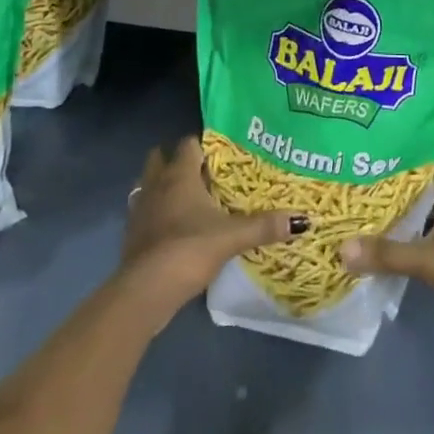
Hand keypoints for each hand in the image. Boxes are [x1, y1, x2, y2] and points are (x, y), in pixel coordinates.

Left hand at [118, 137, 306, 325]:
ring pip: (149, 184)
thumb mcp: (232, 237)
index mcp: (179, 174)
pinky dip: (156, 214)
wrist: (145, 290)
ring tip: (188, 200)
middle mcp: (156, 183)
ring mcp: (140, 208)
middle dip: (178, 162)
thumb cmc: (189, 249)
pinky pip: (145, 211)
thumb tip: (302, 220)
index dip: (204, 145)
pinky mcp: (132, 233)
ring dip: (164, 187)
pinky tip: (174, 229)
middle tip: (204, 175)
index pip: (189, 144)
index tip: (223, 155)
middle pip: (162, 157)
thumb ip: (264, 226)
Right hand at [340, 164, 433, 375]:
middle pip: (420, 192)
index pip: (431, 163)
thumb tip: (342, 248)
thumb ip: (388, 253)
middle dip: (391, 188)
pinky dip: (398, 247)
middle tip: (355, 179)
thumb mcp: (430, 259)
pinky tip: (372, 247)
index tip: (374, 150)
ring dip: (393, 219)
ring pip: (418, 221)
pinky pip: (417, 248)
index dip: (406, 154)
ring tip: (356, 209)